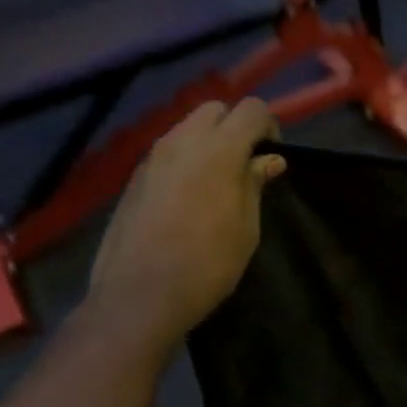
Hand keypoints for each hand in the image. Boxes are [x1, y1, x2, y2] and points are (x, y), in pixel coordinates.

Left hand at [87, 98, 285, 339]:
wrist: (138, 297)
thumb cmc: (207, 265)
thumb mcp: (246, 228)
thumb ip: (255, 185)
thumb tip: (269, 160)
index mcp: (218, 150)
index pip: (251, 109)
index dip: (269, 126)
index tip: (272, 156)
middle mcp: (181, 142)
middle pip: (215, 109)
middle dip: (235, 126)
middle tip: (246, 164)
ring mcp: (151, 159)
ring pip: (186, 128)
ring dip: (208, 142)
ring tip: (217, 183)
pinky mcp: (133, 179)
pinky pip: (167, 153)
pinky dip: (185, 161)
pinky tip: (188, 199)